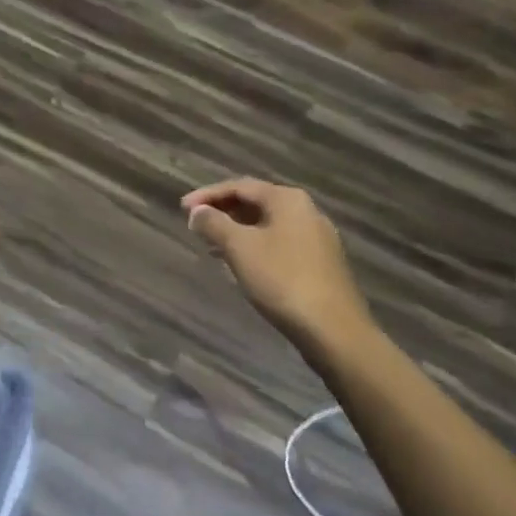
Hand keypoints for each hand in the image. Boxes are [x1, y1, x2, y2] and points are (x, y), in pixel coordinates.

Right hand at [182, 177, 369, 344]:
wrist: (333, 329)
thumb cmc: (282, 280)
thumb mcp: (239, 248)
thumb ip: (214, 224)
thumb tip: (197, 211)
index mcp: (287, 199)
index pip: (239, 186)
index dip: (207, 195)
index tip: (182, 208)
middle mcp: (306, 211)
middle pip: (256, 202)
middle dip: (223, 212)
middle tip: (195, 225)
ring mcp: (316, 238)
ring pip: (267, 225)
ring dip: (237, 231)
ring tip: (211, 245)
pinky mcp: (320, 263)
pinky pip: (279, 244)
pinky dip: (255, 247)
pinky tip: (241, 265)